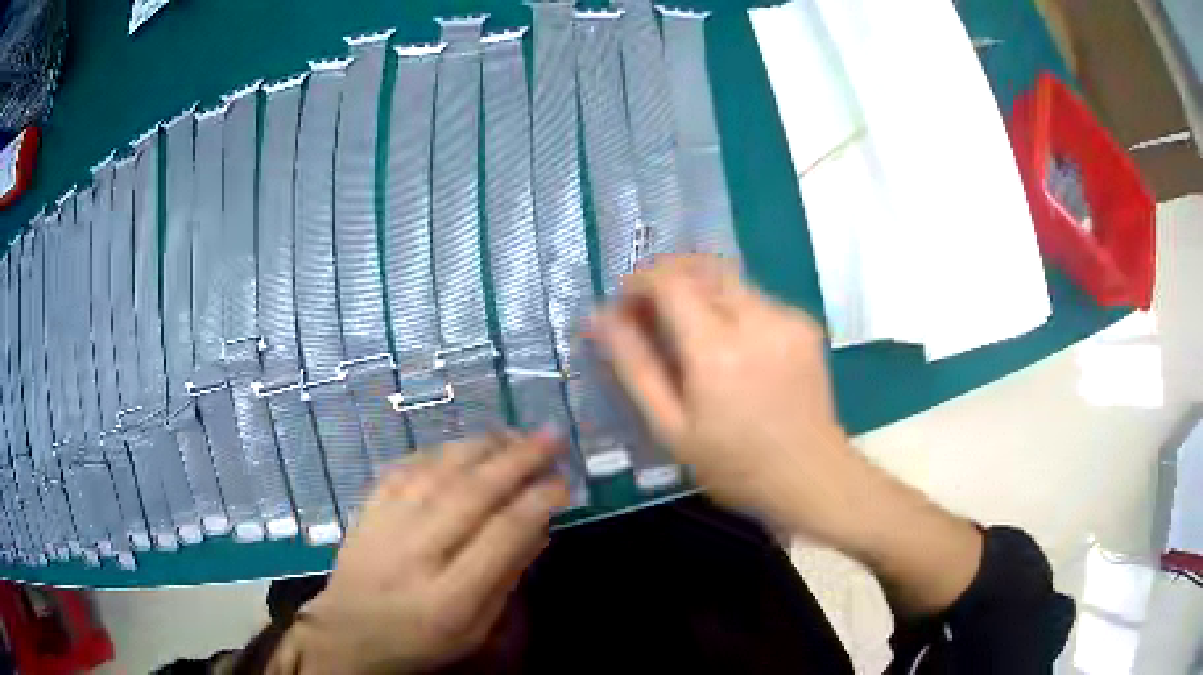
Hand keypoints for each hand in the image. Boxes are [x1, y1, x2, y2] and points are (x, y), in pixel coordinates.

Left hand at [269, 432, 568, 674]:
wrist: (348, 632)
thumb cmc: (420, 640)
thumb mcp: (475, 629)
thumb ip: (506, 579)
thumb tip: (539, 526)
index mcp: (449, 596)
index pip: (501, 536)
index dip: (536, 502)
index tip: (563, 483)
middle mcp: (415, 553)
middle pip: (472, 494)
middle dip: (518, 460)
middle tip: (551, 437)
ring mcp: (385, 525)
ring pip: (438, 472)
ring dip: (482, 447)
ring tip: (514, 434)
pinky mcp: (367, 508)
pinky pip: (405, 468)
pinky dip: (439, 451)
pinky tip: (462, 446)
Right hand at [591, 255, 861, 542]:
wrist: (811, 476)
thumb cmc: (734, 464)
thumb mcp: (671, 428)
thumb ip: (634, 367)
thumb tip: (600, 318)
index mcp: (717, 349)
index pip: (670, 280)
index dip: (639, 281)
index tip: (625, 306)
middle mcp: (756, 318)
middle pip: (701, 267)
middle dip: (668, 278)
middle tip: (651, 314)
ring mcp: (786, 317)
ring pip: (729, 279)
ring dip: (699, 292)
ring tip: (689, 335)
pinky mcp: (805, 323)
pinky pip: (755, 298)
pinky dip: (730, 308)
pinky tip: (731, 349)